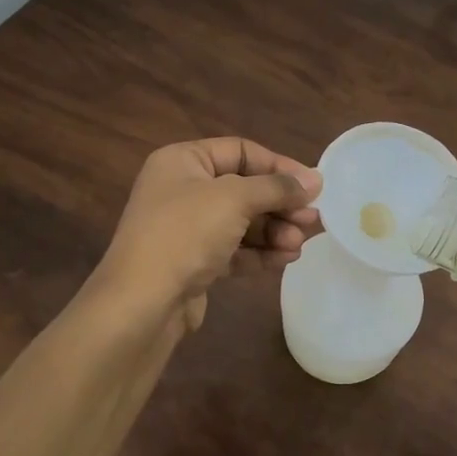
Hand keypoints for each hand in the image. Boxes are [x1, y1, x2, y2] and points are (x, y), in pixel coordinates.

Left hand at [96, 138, 322, 334]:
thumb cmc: (185, 234)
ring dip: (274, 231)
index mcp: (182, 161)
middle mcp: (182, 189)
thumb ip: (277, 187)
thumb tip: (315, 180)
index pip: (240, 151)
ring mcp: (186, 229)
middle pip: (244, 188)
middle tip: (312, 220)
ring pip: (242, 222)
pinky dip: (260, 252)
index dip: (278, 166)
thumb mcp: (234, 199)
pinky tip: (286, 259)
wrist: (141, 304)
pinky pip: (234, 250)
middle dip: (280, 204)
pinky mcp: (192, 263)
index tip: (312, 186)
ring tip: (298, 244)